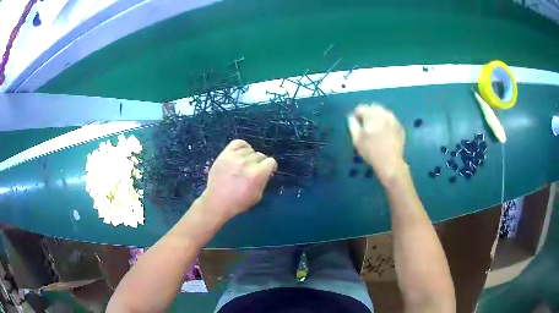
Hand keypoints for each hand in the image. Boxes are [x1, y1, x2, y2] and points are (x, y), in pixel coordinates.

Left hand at [199, 139, 277, 220]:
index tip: (268, 171)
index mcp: (257, 174)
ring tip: (246, 163)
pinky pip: (237, 143)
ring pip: (249, 149)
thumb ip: (264, 180)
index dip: (271, 167)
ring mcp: (234, 157)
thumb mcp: (258, 195)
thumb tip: (266, 171)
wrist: (217, 202)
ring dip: (250, 156)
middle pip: (260, 155)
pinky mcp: (224, 154)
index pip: (271, 162)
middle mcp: (247, 163)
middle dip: (260, 163)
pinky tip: (241, 152)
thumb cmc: (239, 202)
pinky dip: (242, 146)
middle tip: (254, 170)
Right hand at [348, 104, 406, 184]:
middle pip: (373, 108)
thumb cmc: (371, 151)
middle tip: (365, 127)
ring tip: (376, 131)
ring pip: (383, 113)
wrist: (390, 162)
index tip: (356, 125)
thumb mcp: (356, 139)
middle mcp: (384, 113)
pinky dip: (386, 124)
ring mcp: (394, 119)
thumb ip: (352, 124)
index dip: (356, 116)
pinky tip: (385, 135)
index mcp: (372, 114)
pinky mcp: (400, 127)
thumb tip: (352, 117)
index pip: (360, 108)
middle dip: (368, 115)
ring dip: (378, 118)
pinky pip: (391, 121)